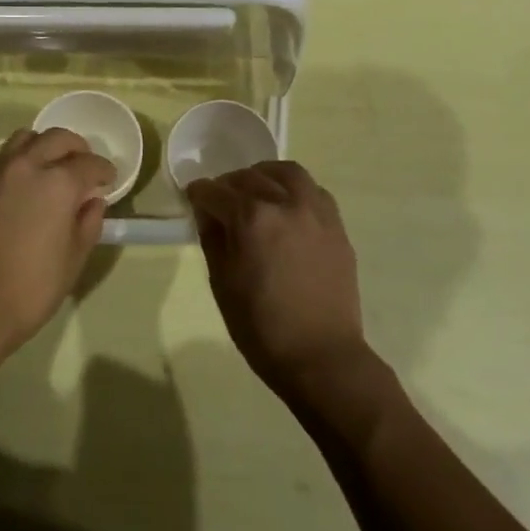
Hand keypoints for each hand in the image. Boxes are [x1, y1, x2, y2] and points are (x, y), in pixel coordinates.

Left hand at [0, 127, 113, 362]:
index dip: (104, 170)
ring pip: (24, 139)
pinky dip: (18, 161)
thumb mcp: (74, 258)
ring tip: (49, 166)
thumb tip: (92, 201)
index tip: (108, 179)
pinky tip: (21, 184)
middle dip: (76, 148)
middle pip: (57, 138)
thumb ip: (88, 222)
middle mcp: (27, 165)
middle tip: (83, 165)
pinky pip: (1, 158)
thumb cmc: (33, 286)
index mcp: (58, 182)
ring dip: (43, 146)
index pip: (89, 163)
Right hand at [186, 161, 368, 398]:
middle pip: (249, 177)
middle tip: (220, 201)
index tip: (193, 199)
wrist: (321, 356)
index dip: (198, 194)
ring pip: (287, 173)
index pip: (215, 192)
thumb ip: (213, 238)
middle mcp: (285, 204)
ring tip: (256, 192)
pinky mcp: (336, 227)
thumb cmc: (261, 327)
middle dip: (228, 185)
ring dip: (265, 176)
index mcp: (251, 218)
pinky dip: (294, 190)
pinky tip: (286, 209)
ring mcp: (316, 213)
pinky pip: (313, 192)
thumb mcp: (222, 282)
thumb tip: (208, 212)